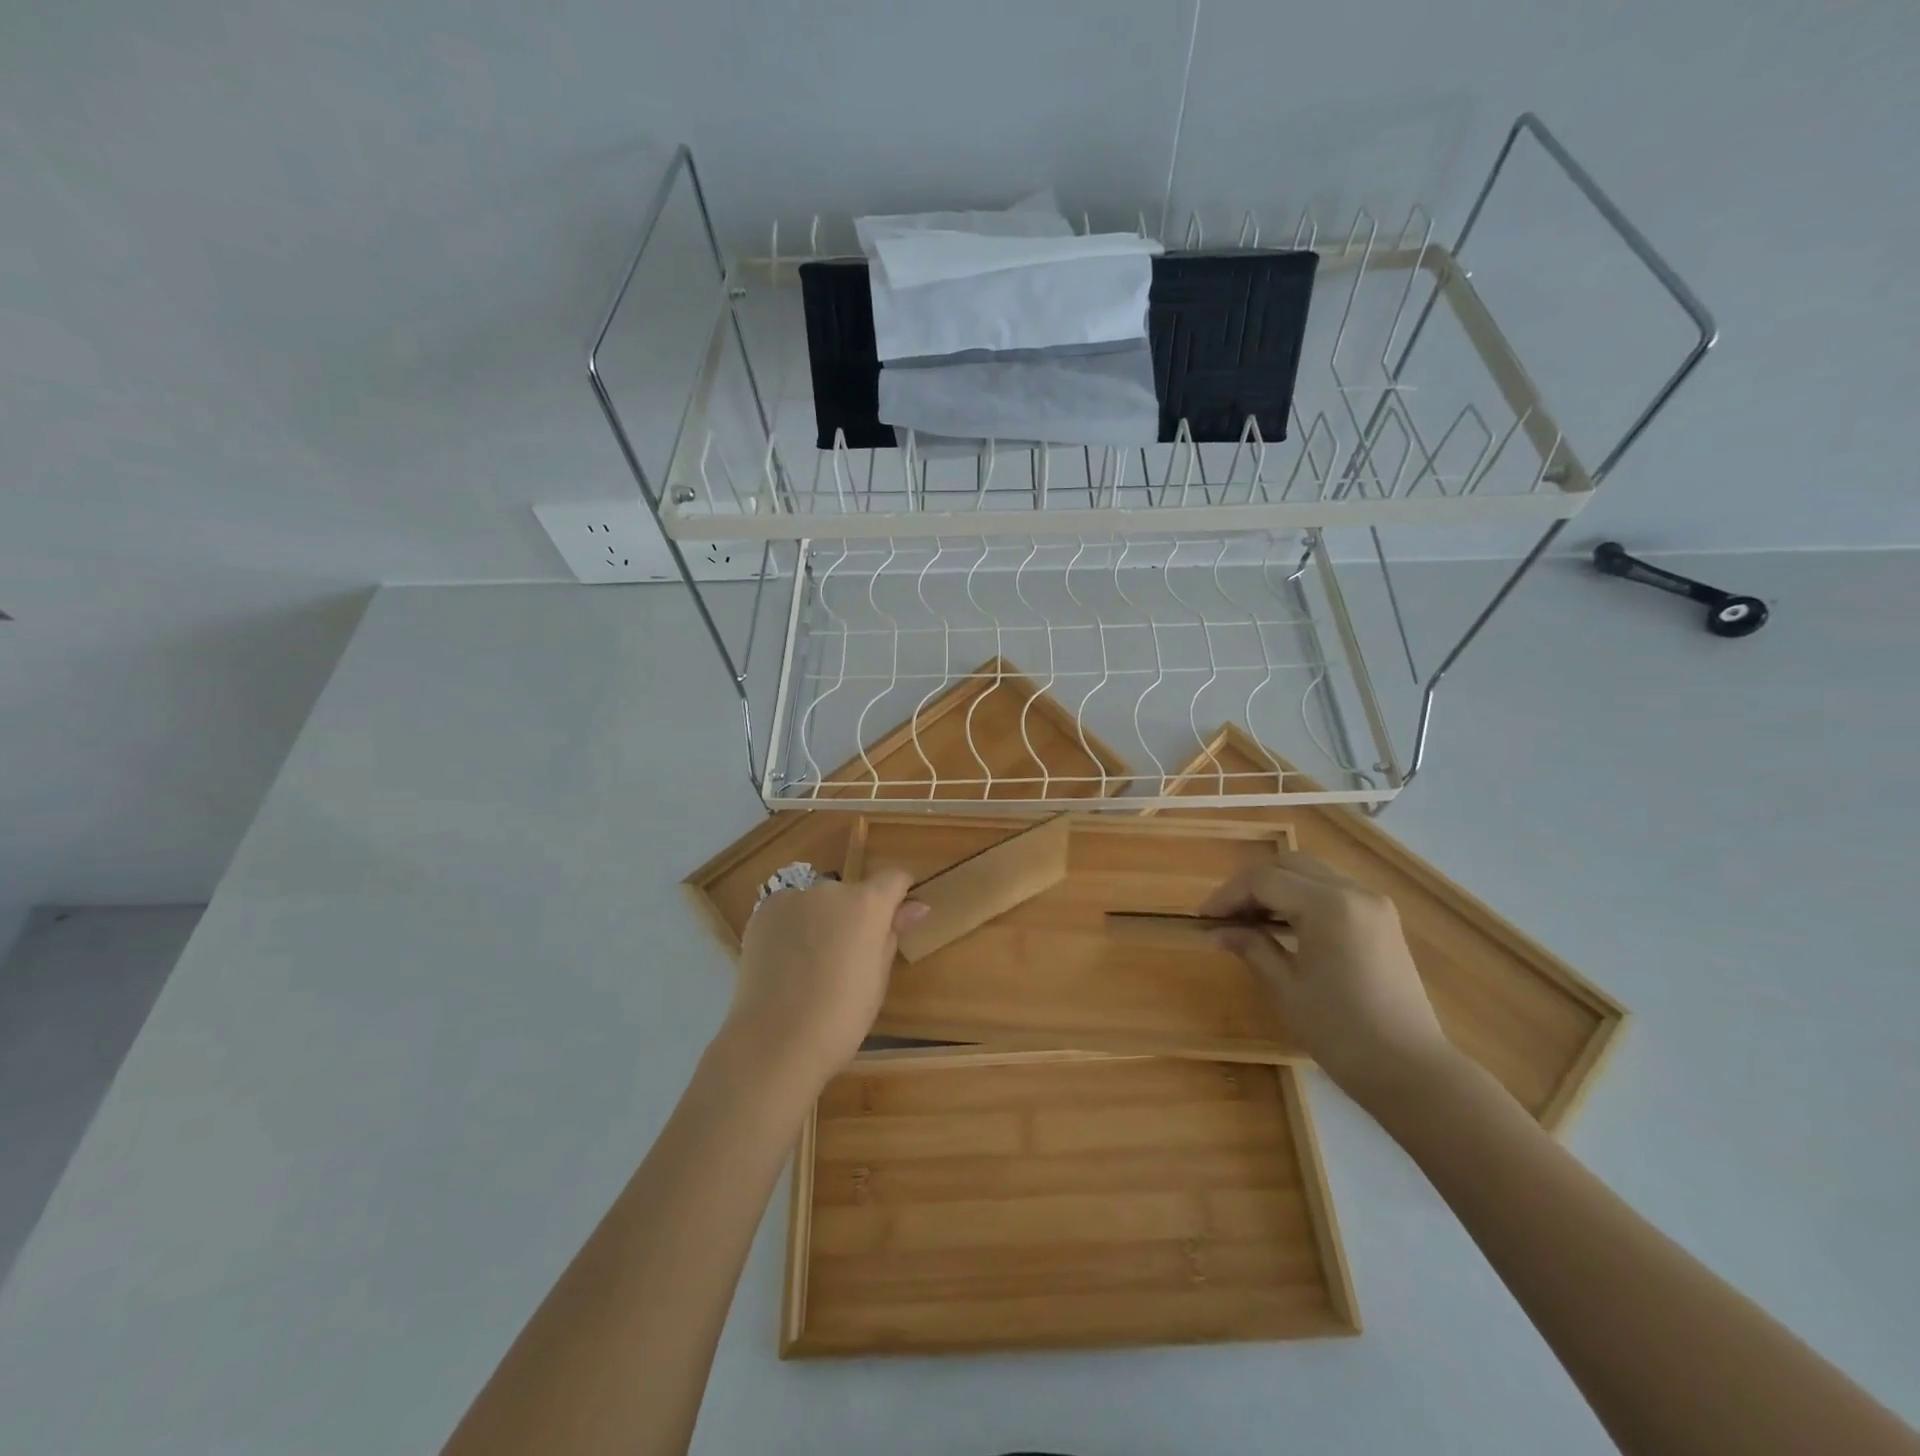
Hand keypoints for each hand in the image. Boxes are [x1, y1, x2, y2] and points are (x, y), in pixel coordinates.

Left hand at [726, 869, 927, 1088]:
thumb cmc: (841, 1016)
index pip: (894, 878)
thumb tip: (916, 907)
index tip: (895, 919)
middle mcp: (830, 889)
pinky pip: (788, 912)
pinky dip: (791, 929)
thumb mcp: (878, 977)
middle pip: (851, 894)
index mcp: (867, 904)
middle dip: (853, 916)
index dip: (898, 896)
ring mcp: (792, 898)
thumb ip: (893, 933)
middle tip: (846, 958)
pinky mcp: (762, 913)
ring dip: (820, 920)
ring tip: (810, 966)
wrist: (775, 1042)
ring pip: (817, 903)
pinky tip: (785, 964)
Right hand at [1200, 852, 1456, 1108]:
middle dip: (1252, 885)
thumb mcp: (1286, 987)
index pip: (1264, 881)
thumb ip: (1251, 946)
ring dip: (1278, 889)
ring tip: (1250, 920)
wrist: (1412, 1071)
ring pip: (1312, 874)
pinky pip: (1333, 892)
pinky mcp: (1382, 921)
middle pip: (1289, 865)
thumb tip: (1217, 930)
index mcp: (1328, 905)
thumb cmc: (1341, 1031)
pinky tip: (1284, 926)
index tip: (1203, 919)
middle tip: (1226, 916)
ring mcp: (1373, 904)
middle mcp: (1354, 892)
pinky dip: (1303, 899)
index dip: (1227, 896)